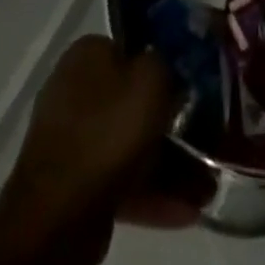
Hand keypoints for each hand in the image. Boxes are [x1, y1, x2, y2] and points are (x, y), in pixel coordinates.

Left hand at [5, 37, 208, 236]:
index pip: (133, 49)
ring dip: (167, 164)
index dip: (164, 66)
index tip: (191, 88)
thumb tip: (166, 64)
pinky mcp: (72, 182)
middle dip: (171, 124)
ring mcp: (70, 137)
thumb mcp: (151, 79)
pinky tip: (186, 211)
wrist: (57, 214)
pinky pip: (118, 178)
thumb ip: (165, 62)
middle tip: (205, 141)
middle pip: (132, 100)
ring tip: (206, 188)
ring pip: (129, 143)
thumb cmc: (108, 131)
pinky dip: (149, 192)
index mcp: (87, 54)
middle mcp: (73, 88)